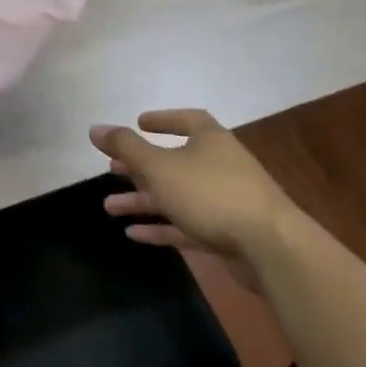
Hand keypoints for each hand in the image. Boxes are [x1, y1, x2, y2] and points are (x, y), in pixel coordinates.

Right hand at [90, 110, 299, 278]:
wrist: (270, 247)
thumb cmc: (210, 193)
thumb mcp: (159, 166)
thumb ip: (125, 147)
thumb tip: (95, 128)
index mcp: (210, 140)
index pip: (186, 120)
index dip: (162, 120)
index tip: (138, 123)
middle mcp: (219, 165)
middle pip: (174, 161)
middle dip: (141, 167)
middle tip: (113, 169)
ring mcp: (225, 200)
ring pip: (176, 196)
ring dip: (143, 201)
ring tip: (109, 207)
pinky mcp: (227, 232)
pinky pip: (186, 225)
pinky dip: (161, 227)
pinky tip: (133, 234)